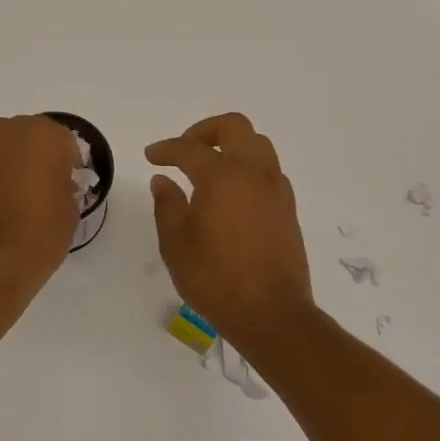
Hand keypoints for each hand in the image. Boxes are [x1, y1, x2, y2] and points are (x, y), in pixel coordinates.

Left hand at [0, 114, 80, 307]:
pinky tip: (7, 205)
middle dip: (43, 157)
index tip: (73, 183)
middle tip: (51, 187)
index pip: (65, 140)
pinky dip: (0, 178)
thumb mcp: (70, 210)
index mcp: (43, 135)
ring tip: (28, 198)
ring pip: (9, 150)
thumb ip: (66, 185)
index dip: (71, 162)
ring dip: (19, 165)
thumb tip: (58, 183)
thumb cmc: (38, 235)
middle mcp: (9, 132)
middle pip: (33, 138)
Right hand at [147, 112, 315, 349]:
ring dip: (232, 146)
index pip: (189, 149)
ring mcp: (276, 189)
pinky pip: (268, 169)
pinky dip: (248, 167)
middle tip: (185, 150)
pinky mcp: (288, 208)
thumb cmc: (216, 279)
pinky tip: (232, 193)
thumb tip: (163, 181)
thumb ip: (167, 205)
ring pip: (257, 144)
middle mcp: (253, 173)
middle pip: (234, 126)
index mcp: (222, 176)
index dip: (166, 149)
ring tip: (210, 168)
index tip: (152, 157)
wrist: (272, 314)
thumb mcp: (176, 244)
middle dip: (205, 130)